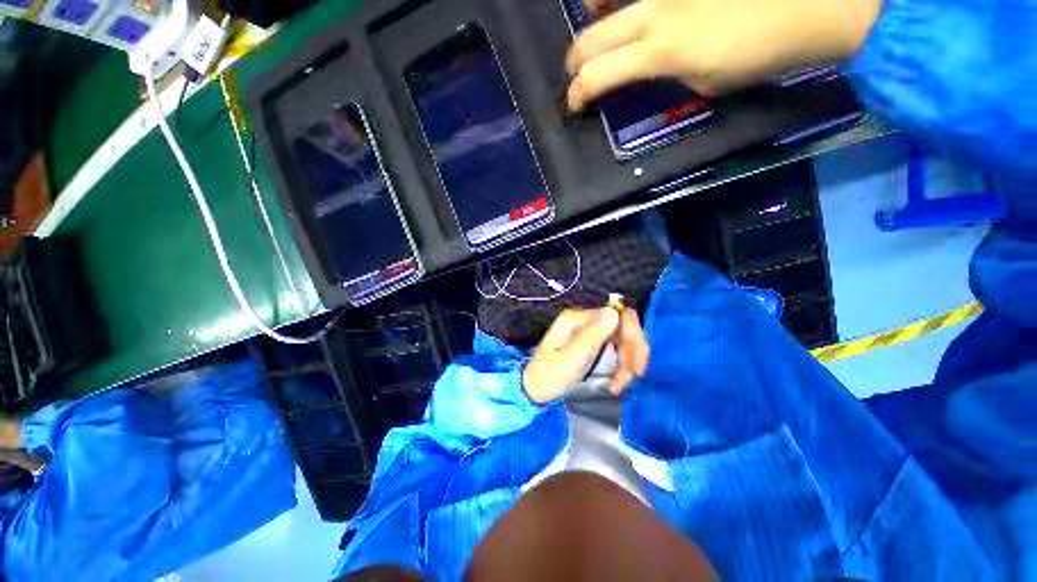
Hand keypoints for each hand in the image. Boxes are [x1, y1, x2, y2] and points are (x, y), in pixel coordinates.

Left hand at [523, 307, 649, 403]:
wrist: (534, 389)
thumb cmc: (549, 376)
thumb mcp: (571, 359)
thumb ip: (592, 336)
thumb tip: (614, 311)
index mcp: (577, 318)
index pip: (617, 316)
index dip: (633, 338)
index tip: (636, 367)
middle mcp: (584, 319)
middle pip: (623, 325)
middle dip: (633, 350)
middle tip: (634, 375)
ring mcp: (588, 329)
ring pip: (622, 337)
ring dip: (628, 360)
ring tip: (620, 384)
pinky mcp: (592, 340)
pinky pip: (615, 346)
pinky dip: (621, 364)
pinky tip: (617, 382)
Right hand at [565, 0, 882, 109]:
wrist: (811, 3)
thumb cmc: (760, 53)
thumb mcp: (706, 83)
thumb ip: (670, 72)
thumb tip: (653, 64)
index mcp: (658, 51)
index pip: (597, 76)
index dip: (578, 95)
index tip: (575, 105)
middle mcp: (653, 13)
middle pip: (590, 39)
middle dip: (575, 61)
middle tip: (576, 72)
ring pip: (606, 0)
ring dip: (593, 15)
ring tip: (596, 20)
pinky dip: (625, 1)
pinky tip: (627, 5)